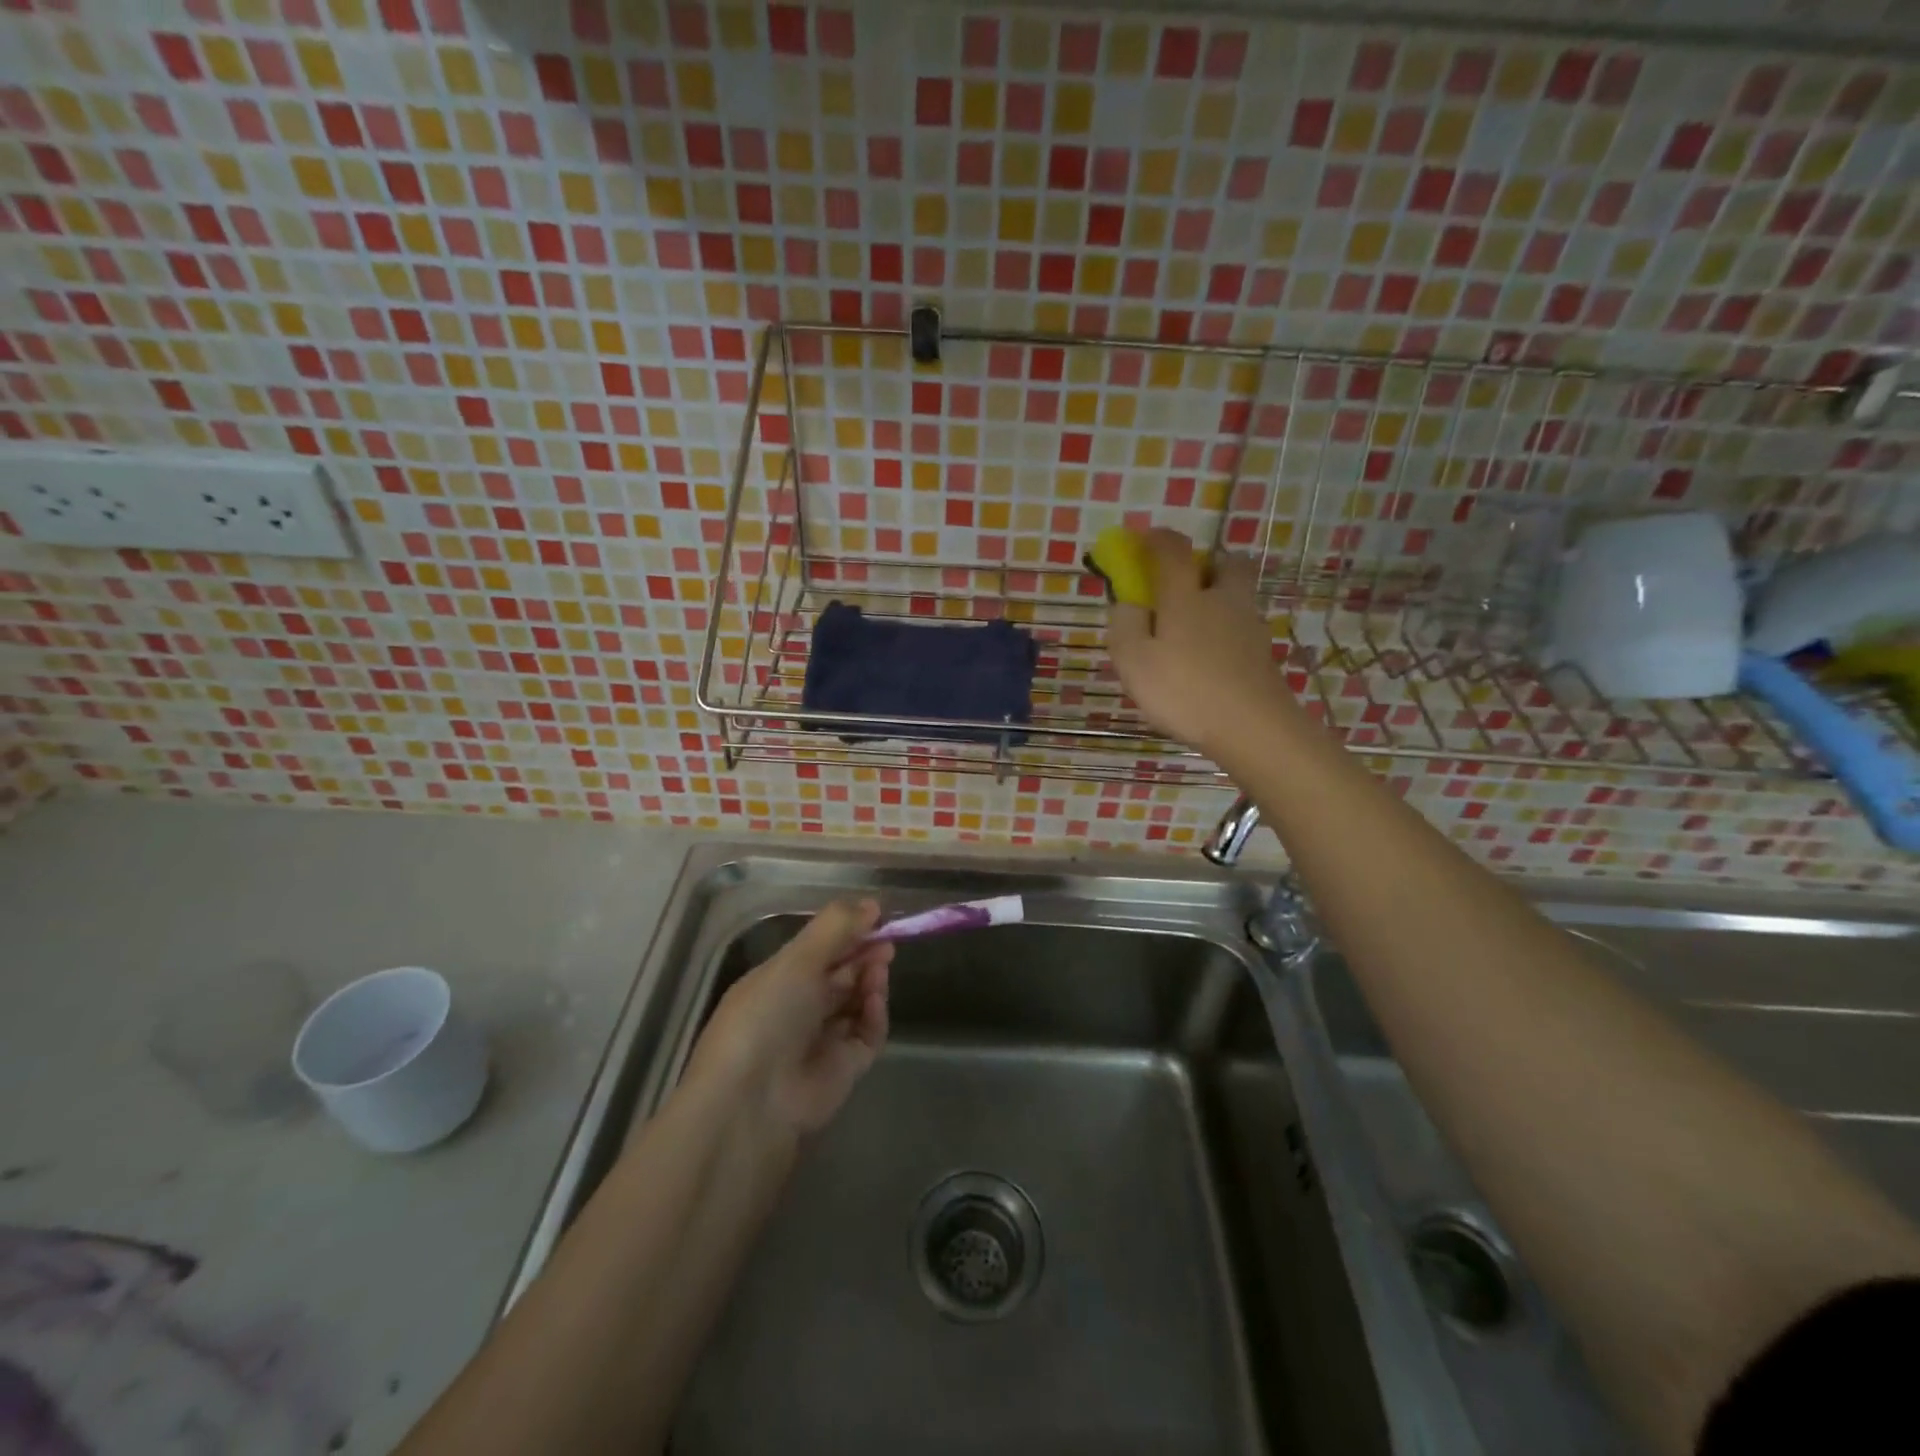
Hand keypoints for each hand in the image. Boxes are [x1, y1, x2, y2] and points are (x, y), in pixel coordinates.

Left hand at [682, 899, 891, 1138]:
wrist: (752, 1102)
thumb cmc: (766, 1016)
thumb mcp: (797, 961)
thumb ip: (836, 928)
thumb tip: (872, 903)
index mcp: (778, 980)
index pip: (818, 951)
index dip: (845, 933)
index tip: (875, 917)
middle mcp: (798, 1009)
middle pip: (840, 975)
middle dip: (863, 956)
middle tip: (887, 944)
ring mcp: (821, 1040)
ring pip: (856, 1002)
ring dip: (870, 982)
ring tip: (880, 968)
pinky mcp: (844, 1069)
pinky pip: (867, 1034)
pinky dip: (874, 1015)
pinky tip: (875, 1001)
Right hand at [1108, 528, 1291, 757]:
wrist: (1253, 727)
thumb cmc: (1185, 690)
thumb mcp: (1134, 660)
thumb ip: (1125, 625)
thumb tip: (1128, 604)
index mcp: (1186, 596)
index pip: (1173, 552)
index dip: (1156, 539)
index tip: (1142, 539)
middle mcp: (1223, 600)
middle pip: (1224, 564)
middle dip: (1204, 564)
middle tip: (1182, 585)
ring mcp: (1250, 627)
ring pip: (1236, 597)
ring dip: (1217, 599)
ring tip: (1191, 631)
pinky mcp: (1263, 655)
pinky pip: (1240, 629)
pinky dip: (1225, 633)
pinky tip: (1209, 661)